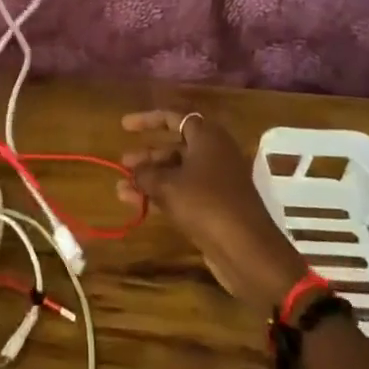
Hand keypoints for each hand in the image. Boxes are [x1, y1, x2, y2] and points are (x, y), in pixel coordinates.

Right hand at [118, 111, 308, 314]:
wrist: (247, 251)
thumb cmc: (206, 205)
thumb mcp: (167, 186)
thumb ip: (145, 174)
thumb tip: (133, 170)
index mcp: (208, 137)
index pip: (174, 117)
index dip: (148, 119)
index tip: (124, 126)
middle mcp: (214, 153)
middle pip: (175, 146)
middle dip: (148, 154)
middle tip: (124, 162)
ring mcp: (217, 181)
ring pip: (177, 172)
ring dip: (150, 179)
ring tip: (121, 189)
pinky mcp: (215, 207)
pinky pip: (183, 193)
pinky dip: (161, 196)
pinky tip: (137, 205)